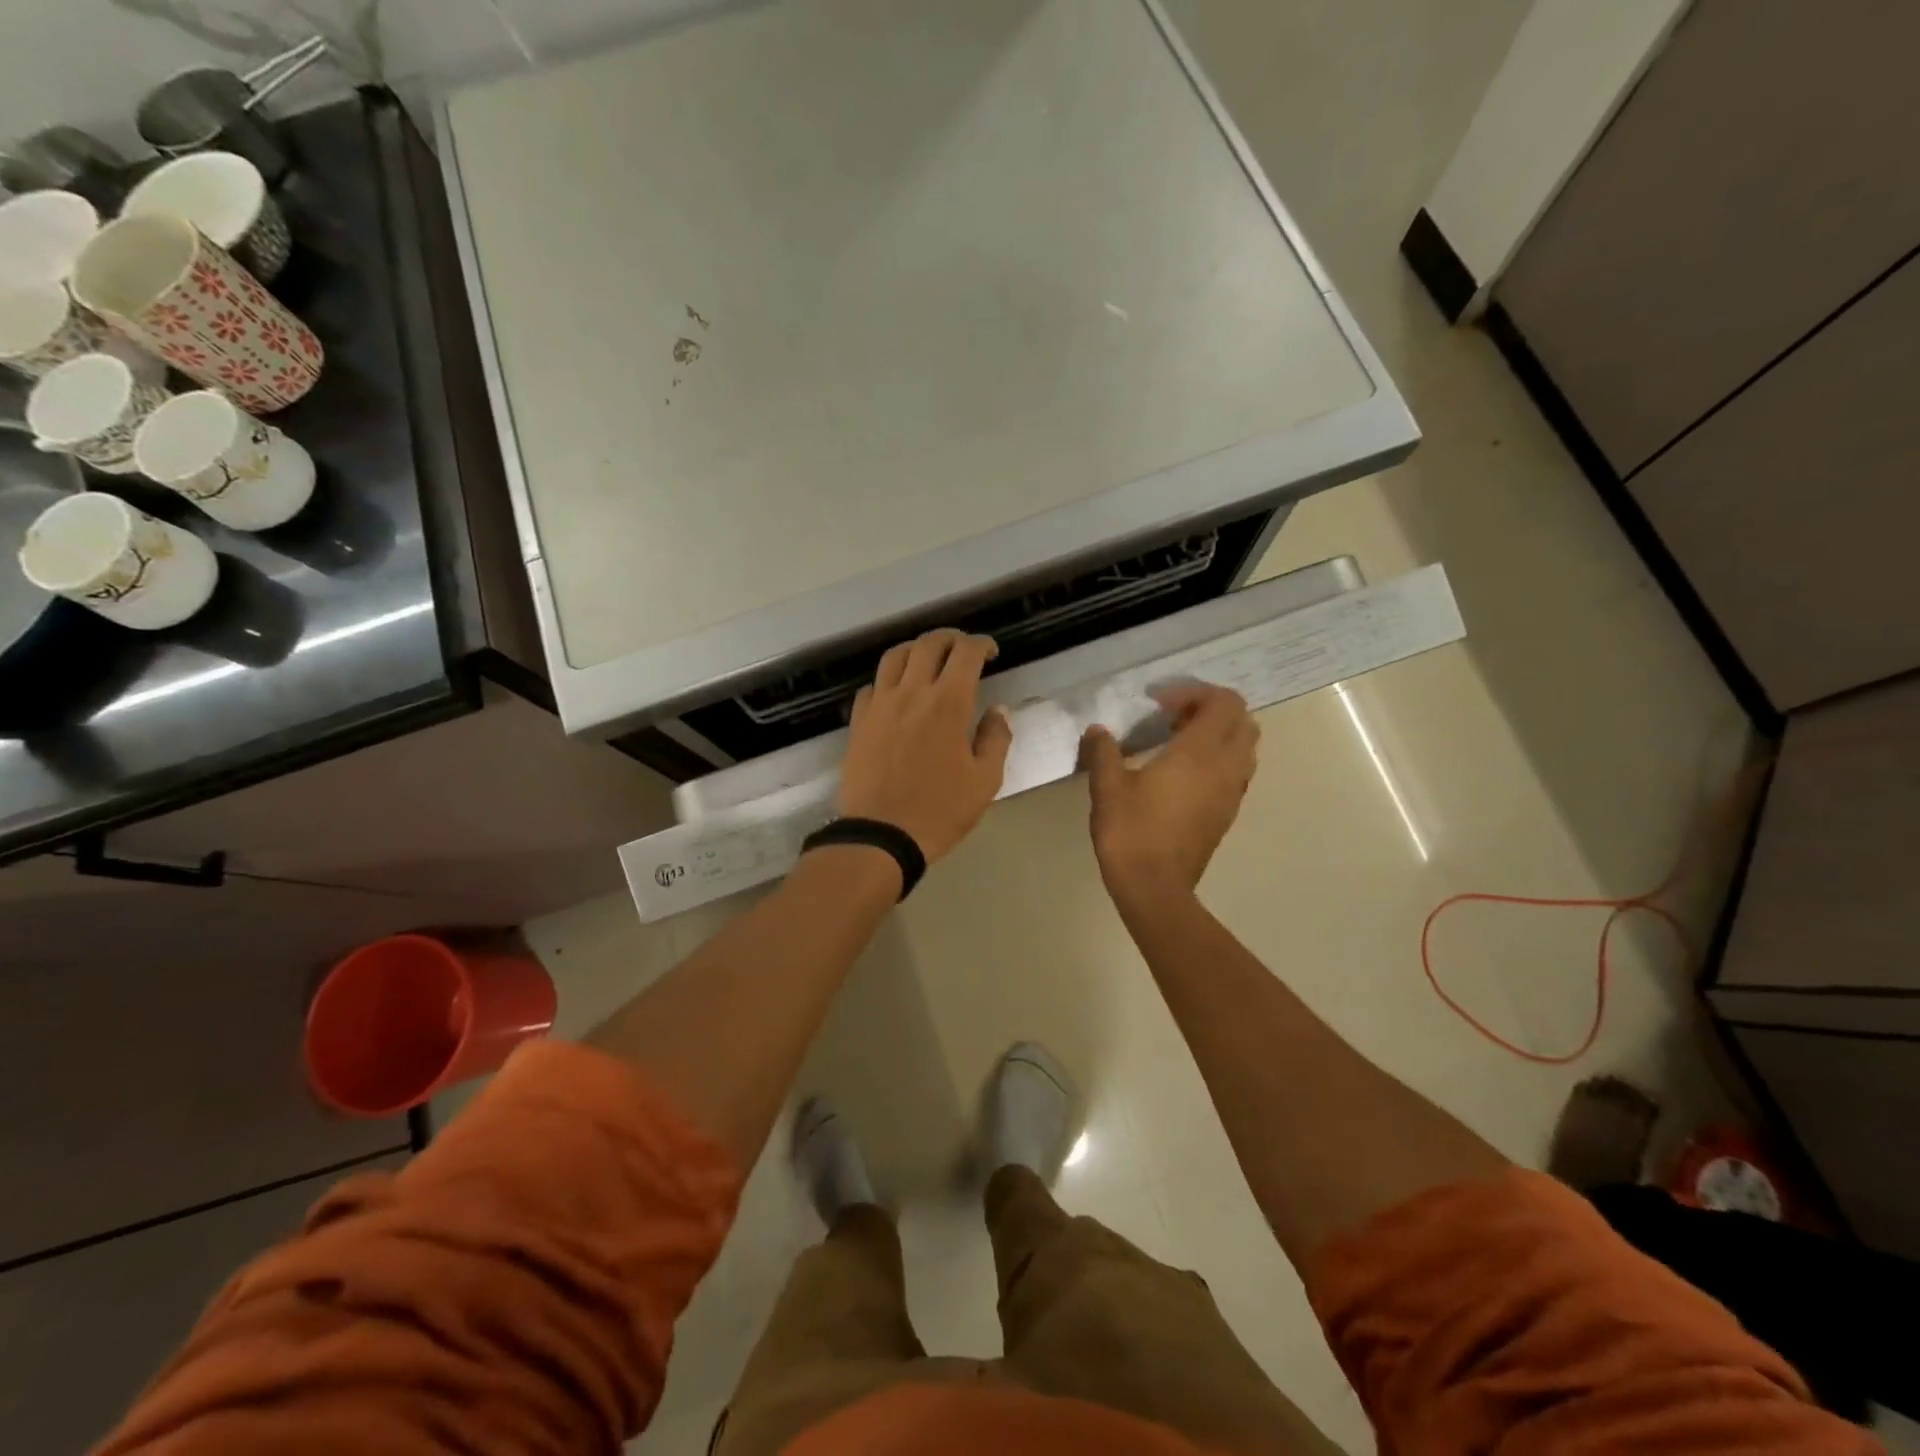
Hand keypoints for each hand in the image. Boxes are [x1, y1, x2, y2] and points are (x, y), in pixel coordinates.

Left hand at [837, 630, 1012, 864]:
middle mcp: (912, 692)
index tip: (991, 653)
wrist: (881, 835)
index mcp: (948, 703)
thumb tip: (998, 711)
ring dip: (917, 650)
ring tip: (929, 661)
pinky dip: (889, 680)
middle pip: (929, 644)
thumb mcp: (985, 781)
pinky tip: (897, 694)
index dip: (982, 644)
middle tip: (963, 651)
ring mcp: (880, 704)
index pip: (966, 652)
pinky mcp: (859, 721)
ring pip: (895, 656)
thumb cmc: (940, 811)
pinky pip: (872, 685)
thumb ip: (995, 739)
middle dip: (951, 638)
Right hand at [1082, 682, 1258, 902]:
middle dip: (1211, 709)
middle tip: (1172, 717)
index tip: (1158, 703)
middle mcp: (1225, 767)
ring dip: (1219, 734)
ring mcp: (1231, 792)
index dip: (1194, 692)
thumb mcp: (1107, 787)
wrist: (1155, 888)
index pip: (1223, 702)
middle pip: (1241, 720)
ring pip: (1244, 747)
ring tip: (1179, 742)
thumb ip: (1103, 751)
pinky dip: (1219, 759)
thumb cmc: (1131, 832)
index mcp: (1200, 753)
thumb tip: (1097, 731)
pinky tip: (1182, 774)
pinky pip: (1236, 772)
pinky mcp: (1227, 813)